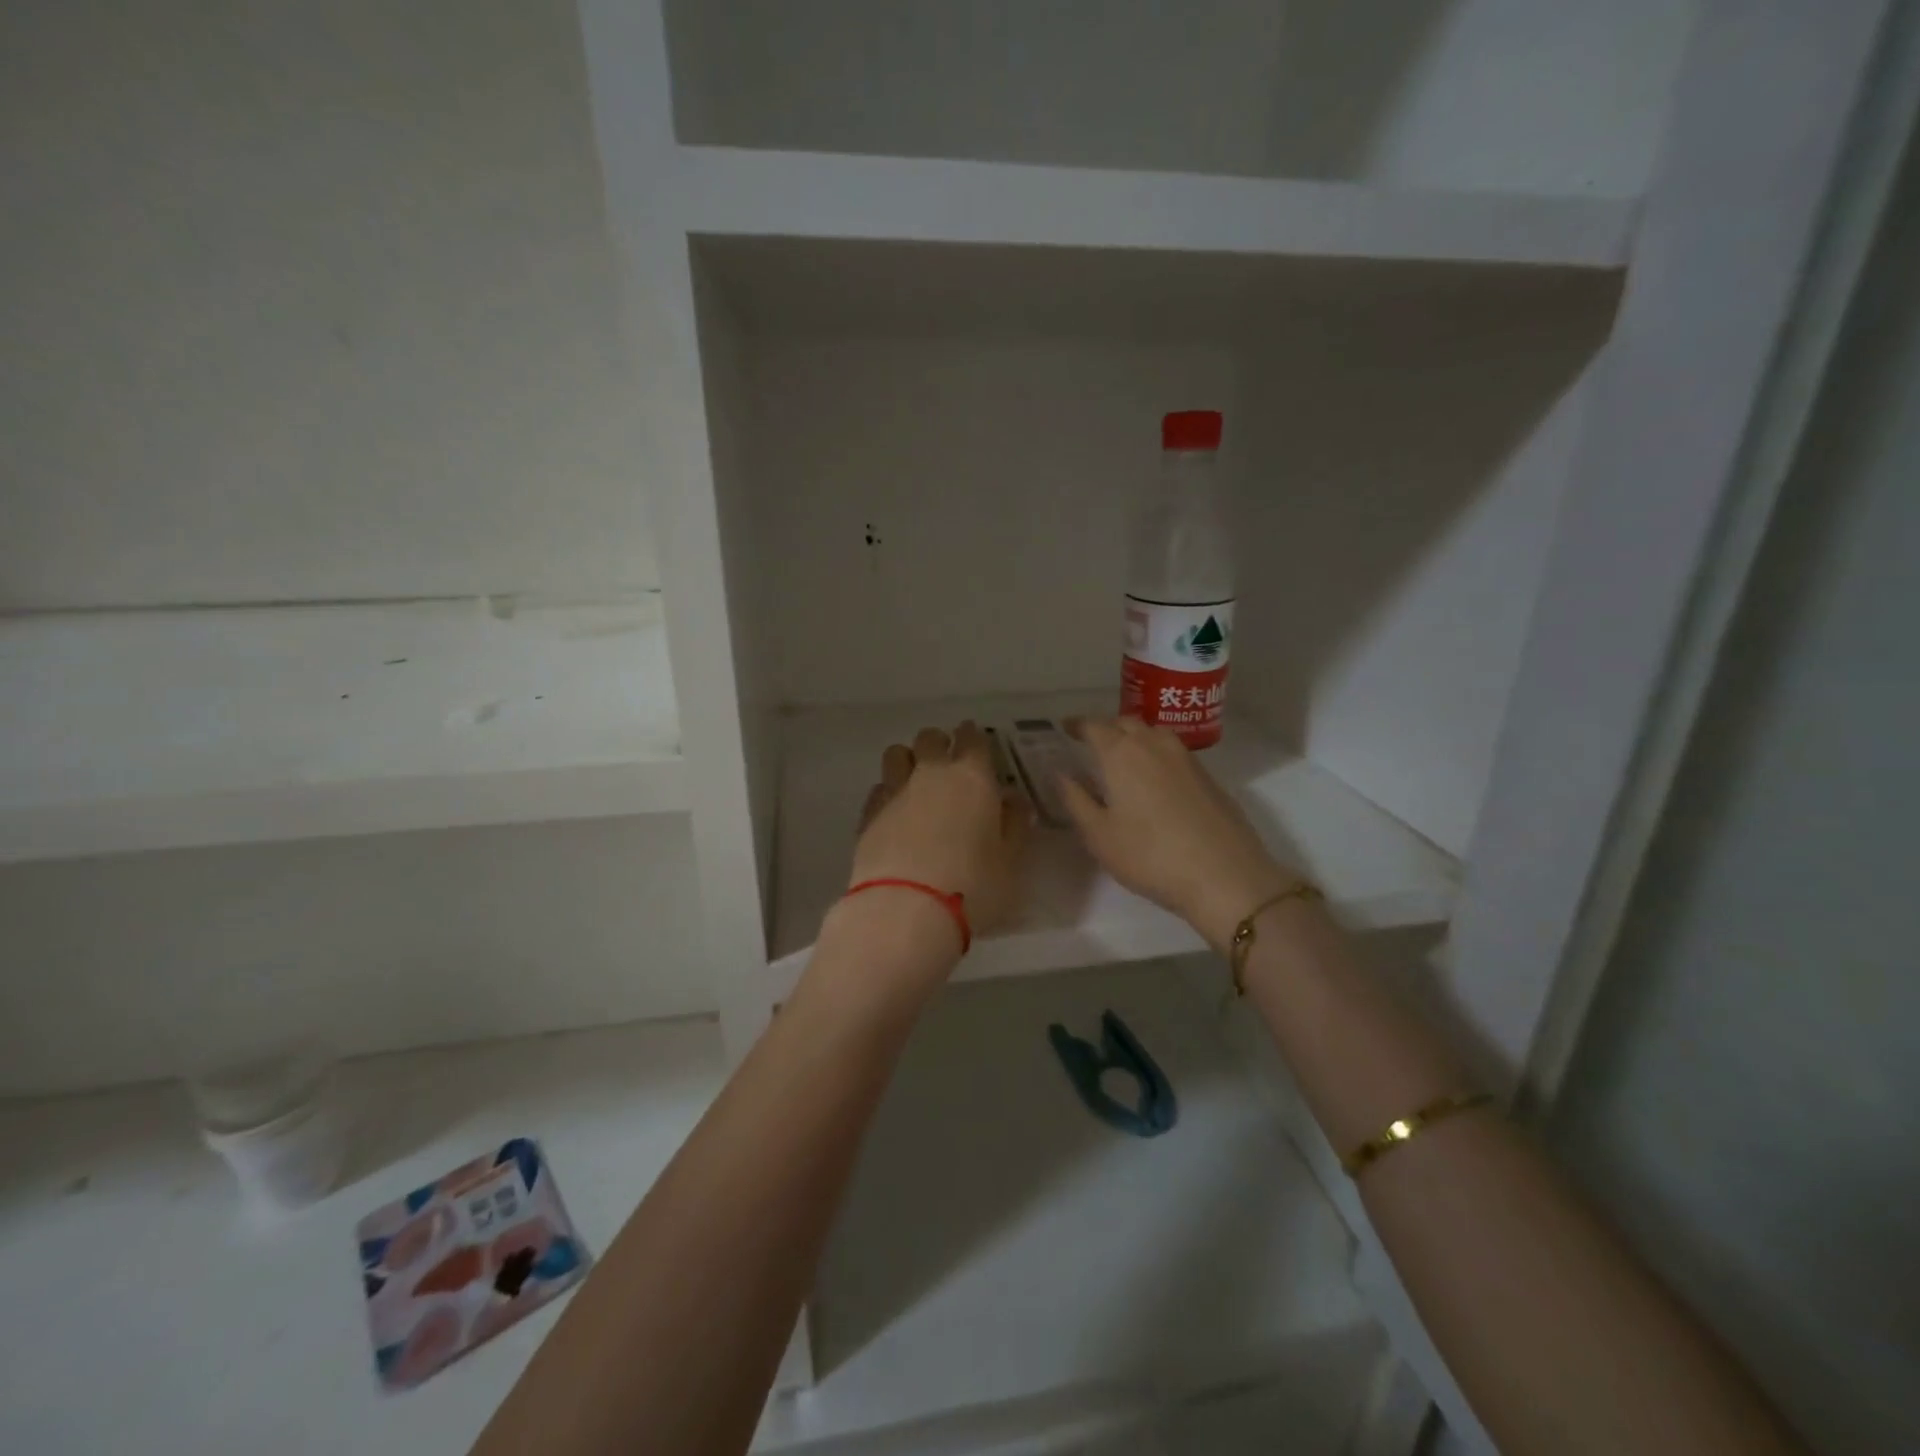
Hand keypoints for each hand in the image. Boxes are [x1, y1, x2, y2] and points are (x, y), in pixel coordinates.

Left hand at [843, 722, 1031, 952]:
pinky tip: (894, 810)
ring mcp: (895, 791)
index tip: (977, 743)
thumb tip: (1013, 801)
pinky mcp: (868, 814)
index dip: (975, 737)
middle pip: (930, 738)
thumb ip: (1014, 825)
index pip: (973, 738)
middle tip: (948, 762)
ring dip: (908, 759)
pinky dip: (888, 791)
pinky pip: (879, 787)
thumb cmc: (973, 886)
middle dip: (940, 743)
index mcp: (972, 777)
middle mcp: (931, 774)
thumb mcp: (1010, 861)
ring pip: (897, 754)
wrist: (906, 910)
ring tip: (916, 779)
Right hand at [1058, 717, 1299, 950]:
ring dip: (1135, 737)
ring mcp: (1187, 758)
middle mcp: (1154, 745)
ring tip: (1124, 758)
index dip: (1077, 725)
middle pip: (1127, 722)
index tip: (1066, 728)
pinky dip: (1157, 755)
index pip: (1094, 726)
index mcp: (1122, 753)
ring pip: (1154, 733)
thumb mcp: (1099, 835)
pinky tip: (1155, 781)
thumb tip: (1060, 774)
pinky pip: (1174, 753)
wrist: (1224, 875)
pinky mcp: (1208, 777)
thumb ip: (1076, 800)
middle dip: (1107, 728)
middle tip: (1092, 744)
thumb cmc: (1150, 856)